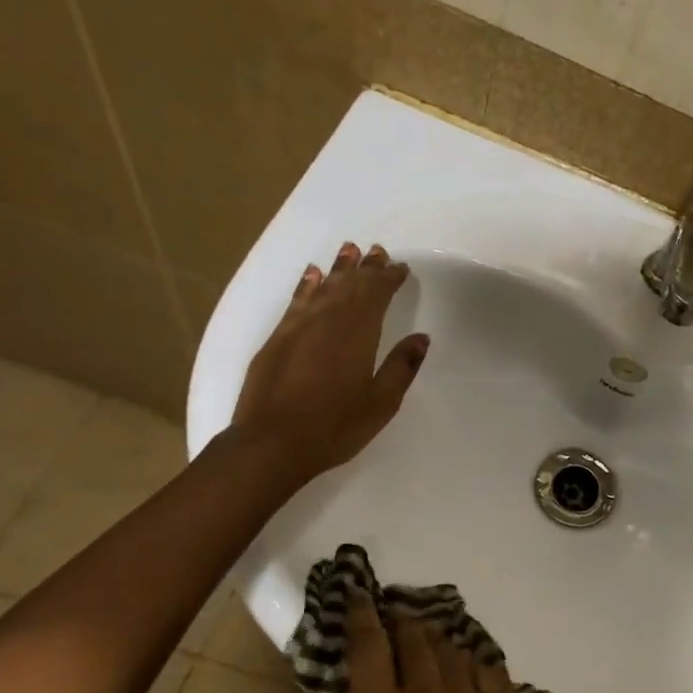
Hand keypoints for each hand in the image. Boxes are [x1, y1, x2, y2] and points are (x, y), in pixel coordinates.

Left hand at [229, 242, 427, 486]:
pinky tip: (312, 275)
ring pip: (323, 287)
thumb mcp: (381, 402)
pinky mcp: (276, 339)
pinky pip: (297, 301)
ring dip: (338, 269)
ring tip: (349, 250)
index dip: (389, 279)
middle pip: (350, 285)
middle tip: (377, 250)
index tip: (400, 268)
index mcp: (358, 334)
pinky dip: (307, 285)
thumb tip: (420, 337)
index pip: (376, 295)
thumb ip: (401, 366)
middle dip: (365, 268)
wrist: (271, 443)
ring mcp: (298, 327)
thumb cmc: (335, 426)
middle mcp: (328, 321)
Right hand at [326, 597, 553, 692]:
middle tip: (397, 616)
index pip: (368, 650)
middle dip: (403, 621)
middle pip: (415, 638)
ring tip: (431, 636)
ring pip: (452, 647)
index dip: (361, 617)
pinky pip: (488, 667)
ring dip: (438, 638)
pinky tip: (471, 663)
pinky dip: (475, 660)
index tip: (358, 594)